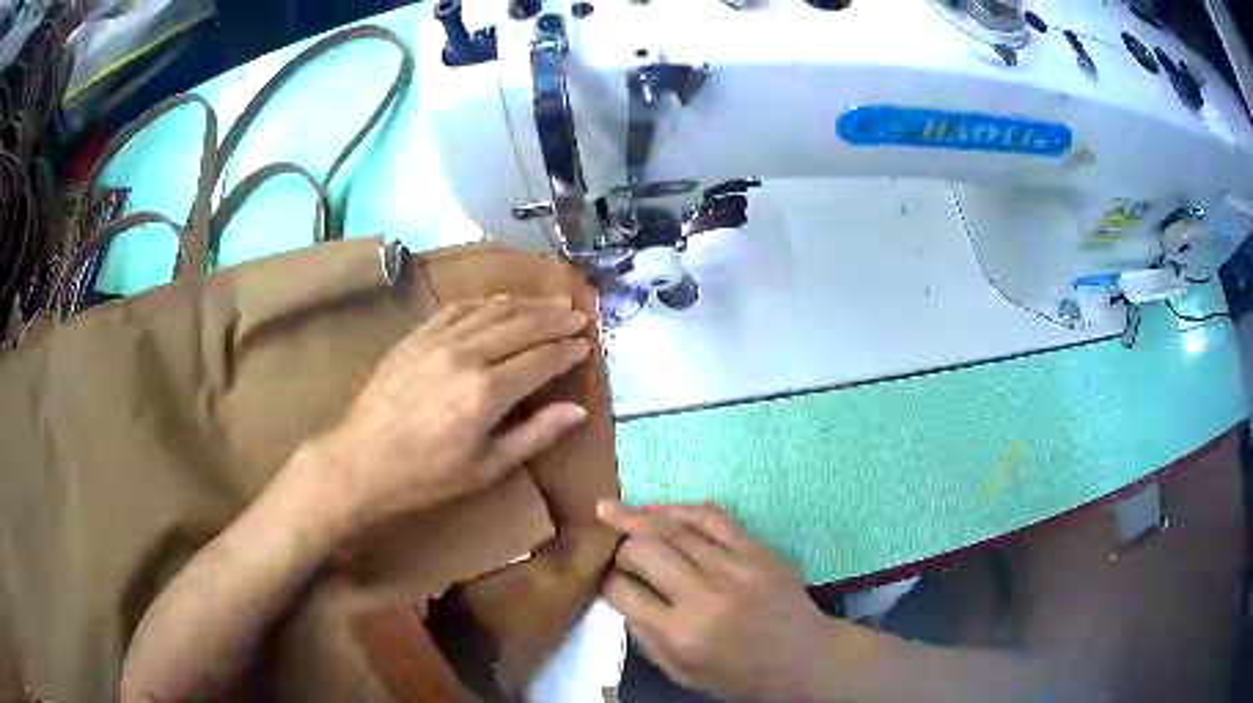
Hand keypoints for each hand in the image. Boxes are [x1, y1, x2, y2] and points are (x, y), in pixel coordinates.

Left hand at [312, 296, 591, 532]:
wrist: (361, 461)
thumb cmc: (427, 475)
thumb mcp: (487, 467)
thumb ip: (535, 435)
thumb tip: (578, 410)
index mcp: (486, 393)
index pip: (540, 360)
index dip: (567, 350)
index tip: (586, 344)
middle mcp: (466, 355)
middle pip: (521, 326)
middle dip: (555, 319)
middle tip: (578, 315)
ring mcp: (438, 340)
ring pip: (492, 310)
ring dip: (526, 304)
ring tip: (551, 303)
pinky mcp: (416, 336)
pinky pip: (458, 308)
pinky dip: (485, 302)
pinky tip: (500, 302)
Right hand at [599, 501, 840, 701]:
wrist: (805, 658)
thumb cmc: (741, 676)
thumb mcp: (683, 674)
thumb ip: (646, 639)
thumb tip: (622, 597)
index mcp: (681, 634)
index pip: (624, 592)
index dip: (605, 580)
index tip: (603, 576)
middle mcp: (704, 596)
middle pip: (645, 552)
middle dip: (620, 548)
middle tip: (615, 551)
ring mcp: (734, 568)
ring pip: (674, 528)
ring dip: (637, 517)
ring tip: (610, 510)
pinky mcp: (758, 550)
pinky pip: (713, 518)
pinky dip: (681, 509)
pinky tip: (659, 507)